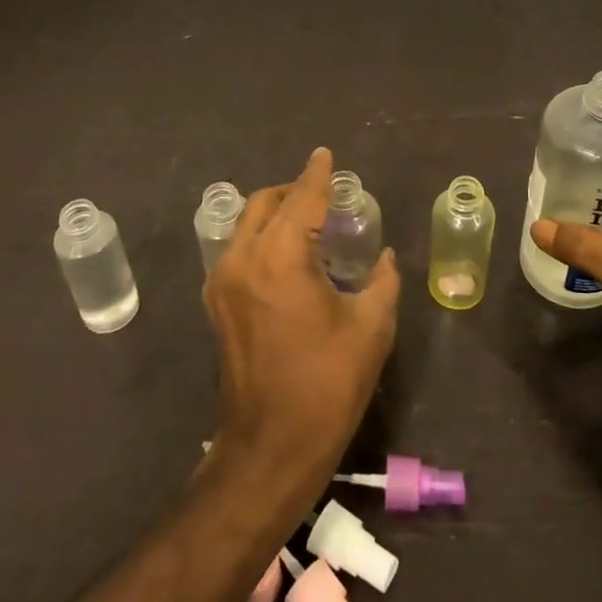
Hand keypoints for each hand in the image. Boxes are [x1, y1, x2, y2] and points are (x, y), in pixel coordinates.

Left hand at [204, 147, 399, 489]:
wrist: (270, 447)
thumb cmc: (327, 385)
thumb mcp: (370, 328)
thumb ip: (382, 280)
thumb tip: (384, 256)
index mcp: (280, 258)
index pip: (302, 199)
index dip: (317, 174)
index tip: (325, 154)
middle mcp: (242, 259)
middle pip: (265, 203)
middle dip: (294, 190)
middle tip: (325, 193)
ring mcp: (222, 281)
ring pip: (247, 224)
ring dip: (276, 213)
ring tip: (310, 221)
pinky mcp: (217, 303)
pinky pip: (239, 249)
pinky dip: (263, 237)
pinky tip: (289, 253)